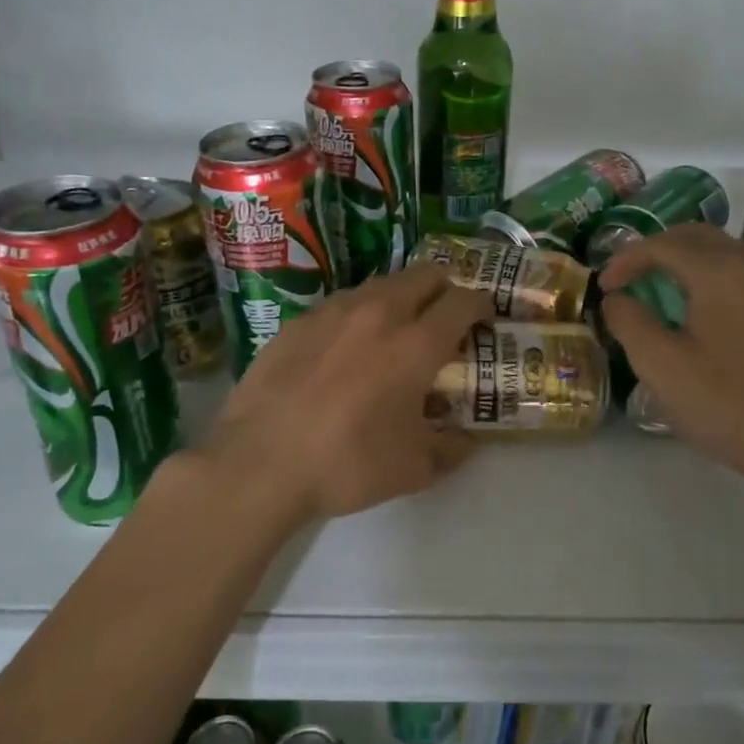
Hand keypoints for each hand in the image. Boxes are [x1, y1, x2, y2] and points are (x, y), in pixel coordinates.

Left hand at [200, 265, 492, 525]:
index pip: (463, 301)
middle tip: (444, 318)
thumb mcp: (414, 469)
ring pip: (381, 284)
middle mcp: (379, 313)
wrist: (259, 463)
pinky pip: (341, 304)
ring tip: (394, 332)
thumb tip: (467, 440)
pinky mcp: (298, 321)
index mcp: (416, 343)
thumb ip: (451, 449)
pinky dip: (358, 315)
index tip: (484, 319)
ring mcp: (333, 311)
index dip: (481, 305)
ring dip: (400, 298)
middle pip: (425, 274)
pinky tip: (345, 349)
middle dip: (444, 289)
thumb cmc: (348, 464)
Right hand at [598, 224, 743, 504]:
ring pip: (727, 248)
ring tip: (666, 285)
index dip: (625, 260)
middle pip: (696, 236)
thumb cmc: (723, 403)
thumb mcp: (658, 365)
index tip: (604, 286)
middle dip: (656, 250)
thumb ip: (628, 321)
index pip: (661, 245)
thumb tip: (617, 299)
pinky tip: (710, 305)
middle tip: (629, 277)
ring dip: (690, 257)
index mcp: (718, 271)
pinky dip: (719, 273)